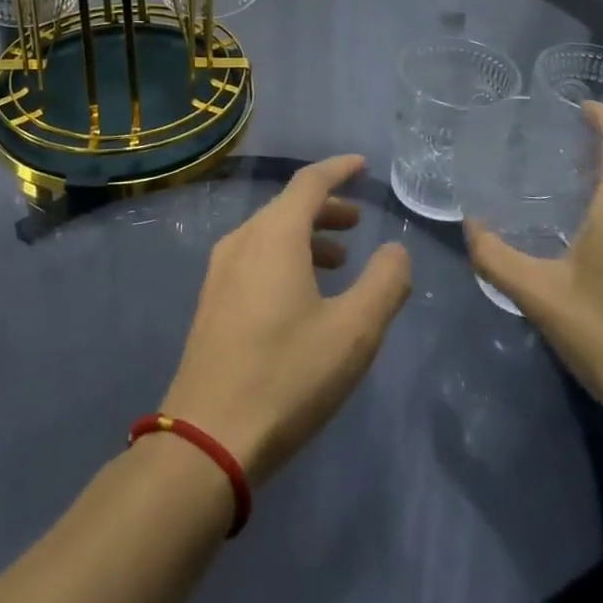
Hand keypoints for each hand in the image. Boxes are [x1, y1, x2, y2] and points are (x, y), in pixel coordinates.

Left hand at [162, 155, 412, 484]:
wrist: (207, 437)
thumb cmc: (287, 376)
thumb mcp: (354, 332)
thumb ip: (385, 283)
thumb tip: (395, 251)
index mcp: (275, 236)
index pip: (310, 182)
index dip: (339, 169)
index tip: (362, 165)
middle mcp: (243, 241)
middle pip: (288, 206)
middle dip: (327, 208)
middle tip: (359, 222)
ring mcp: (221, 271)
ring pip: (270, 233)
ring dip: (308, 236)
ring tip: (340, 261)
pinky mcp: (212, 301)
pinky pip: (255, 257)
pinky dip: (286, 258)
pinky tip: (302, 294)